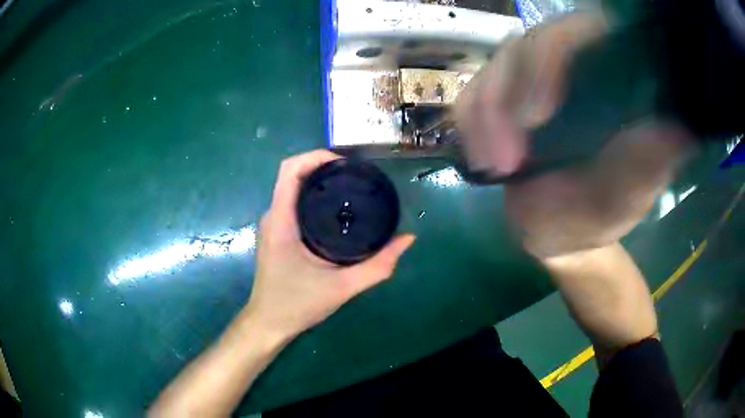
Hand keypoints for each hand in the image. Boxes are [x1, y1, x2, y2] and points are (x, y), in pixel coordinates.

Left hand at [245, 150, 414, 339]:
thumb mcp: (342, 287)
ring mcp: (272, 225)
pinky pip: (292, 203)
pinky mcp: (276, 234)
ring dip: (318, 182)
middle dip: (323, 167)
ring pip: (292, 189)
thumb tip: (407, 239)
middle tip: (356, 176)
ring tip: (350, 188)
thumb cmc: (298, 305)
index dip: (315, 156)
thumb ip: (378, 266)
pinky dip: (313, 197)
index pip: (289, 170)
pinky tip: (335, 210)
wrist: (269, 324)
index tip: (345, 163)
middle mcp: (273, 216)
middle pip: (292, 174)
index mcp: (282, 221)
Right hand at [455, 13, 694, 257]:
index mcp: (614, 82)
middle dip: (510, 96)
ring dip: (487, 115)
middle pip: (532, 43)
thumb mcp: (621, 200)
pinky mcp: (507, 95)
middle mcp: (578, 68)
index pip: (587, 33)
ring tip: (496, 166)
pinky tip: (483, 157)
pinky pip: (476, 89)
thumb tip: (681, 128)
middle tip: (507, 160)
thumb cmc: (595, 221)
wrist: (557, 234)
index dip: (554, 56)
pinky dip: (471, 122)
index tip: (538, 114)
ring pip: (499, 64)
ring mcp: (538, 77)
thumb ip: (644, 166)